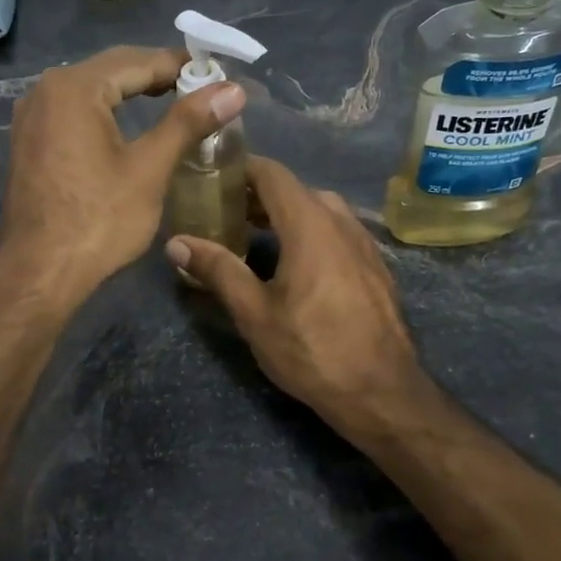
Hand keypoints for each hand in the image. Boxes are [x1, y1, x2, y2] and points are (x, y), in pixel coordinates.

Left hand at [0, 46, 244, 307]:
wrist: (39, 274)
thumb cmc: (98, 221)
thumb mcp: (149, 169)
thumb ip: (188, 122)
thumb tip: (233, 90)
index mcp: (74, 88)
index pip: (138, 61)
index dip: (181, 66)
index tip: (218, 75)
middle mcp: (45, 90)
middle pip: (112, 70)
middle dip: (156, 75)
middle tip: (202, 89)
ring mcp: (31, 117)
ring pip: (91, 90)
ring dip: (131, 92)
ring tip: (174, 103)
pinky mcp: (28, 142)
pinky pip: (74, 112)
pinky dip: (106, 112)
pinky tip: (129, 127)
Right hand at [165, 157, 422, 425]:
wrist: (383, 392)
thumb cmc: (312, 350)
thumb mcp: (255, 313)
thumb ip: (218, 270)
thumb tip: (177, 243)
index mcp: (310, 225)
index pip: (273, 174)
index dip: (242, 168)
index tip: (213, 177)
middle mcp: (342, 223)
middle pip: (296, 190)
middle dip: (260, 195)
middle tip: (226, 212)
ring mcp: (365, 244)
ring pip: (321, 210)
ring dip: (287, 214)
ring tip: (256, 236)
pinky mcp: (376, 267)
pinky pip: (339, 232)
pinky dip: (312, 232)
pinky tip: (297, 264)